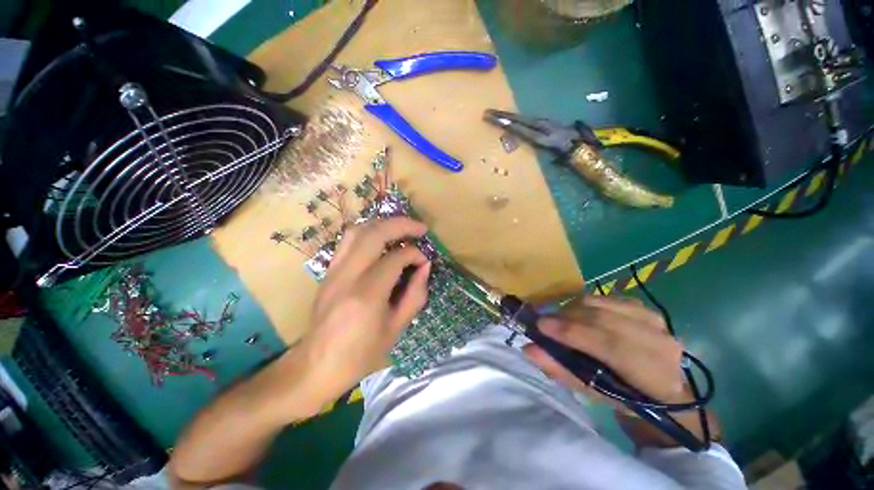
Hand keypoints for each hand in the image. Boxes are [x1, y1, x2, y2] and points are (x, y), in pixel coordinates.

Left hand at [301, 217, 430, 400]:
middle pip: (374, 233)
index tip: (424, 261)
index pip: (395, 258)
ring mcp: (334, 271)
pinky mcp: (328, 271)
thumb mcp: (396, 328)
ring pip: (358, 231)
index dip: (415, 254)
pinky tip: (381, 239)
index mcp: (367, 295)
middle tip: (420, 228)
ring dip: (383, 224)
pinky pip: (348, 241)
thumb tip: (425, 267)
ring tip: (402, 229)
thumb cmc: (360, 354)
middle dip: (401, 225)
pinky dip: (368, 232)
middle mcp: (348, 276)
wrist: (315, 366)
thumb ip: (415, 294)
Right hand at [524, 295, 685, 403]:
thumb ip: (561, 370)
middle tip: (544, 322)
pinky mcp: (643, 307)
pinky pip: (604, 298)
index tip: (541, 326)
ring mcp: (654, 320)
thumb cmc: (625, 396)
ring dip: (573, 309)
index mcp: (656, 376)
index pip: (610, 347)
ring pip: (601, 304)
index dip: (572, 333)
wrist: (662, 385)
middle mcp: (660, 342)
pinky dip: (584, 304)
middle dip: (567, 318)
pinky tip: (577, 314)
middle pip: (602, 319)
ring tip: (559, 319)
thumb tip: (529, 349)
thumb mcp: (593, 392)